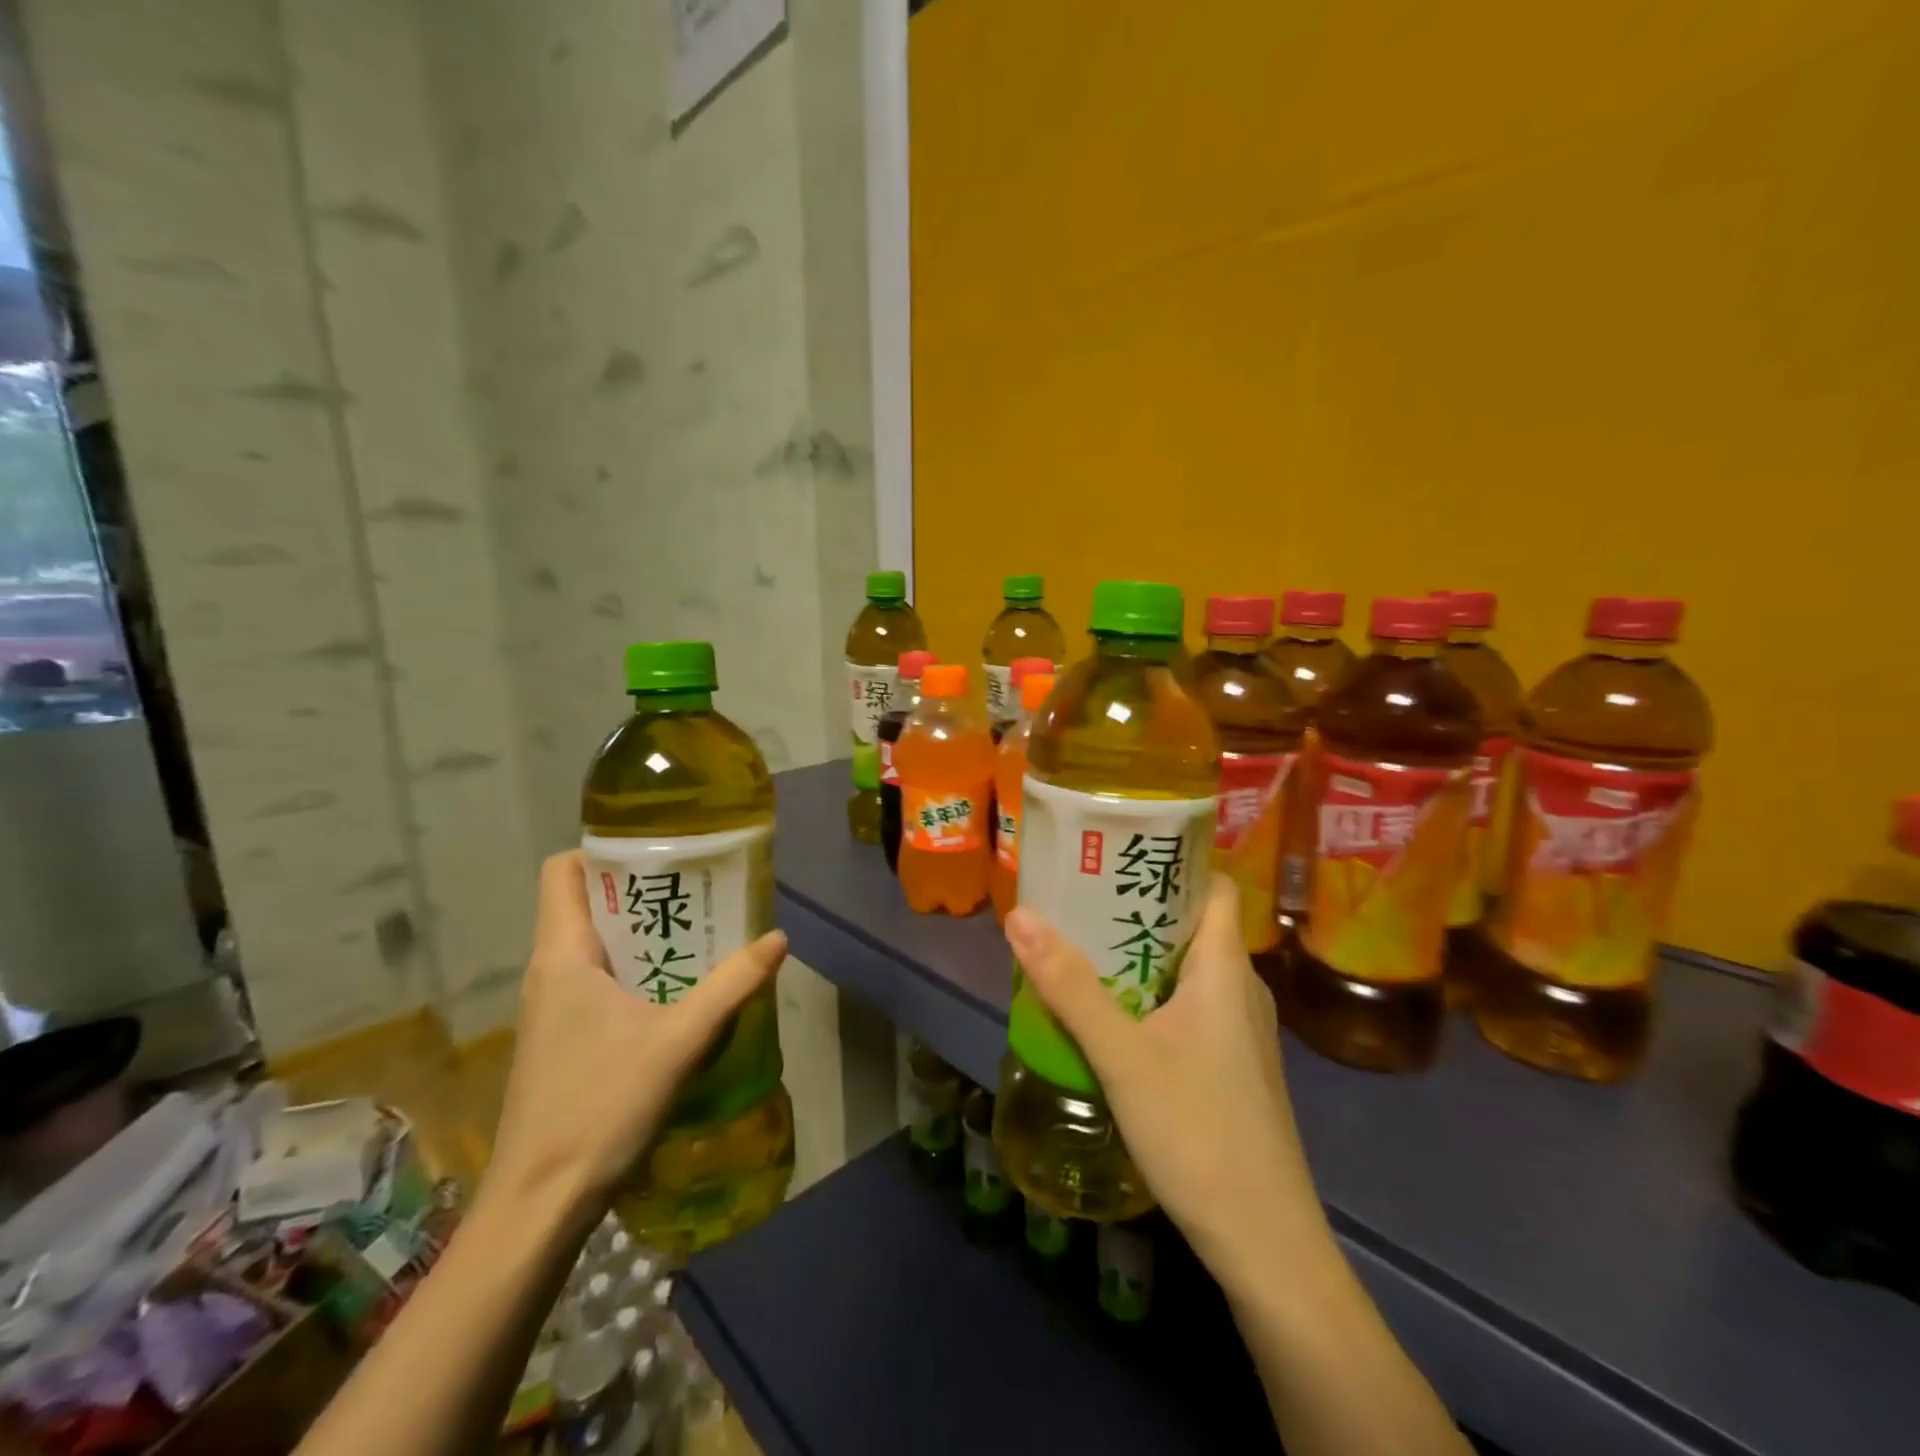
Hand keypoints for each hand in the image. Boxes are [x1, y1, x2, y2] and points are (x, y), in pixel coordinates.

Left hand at [484, 851, 787, 1219]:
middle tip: (699, 887)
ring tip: (699, 931)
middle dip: (641, 890)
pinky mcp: (562, 1039)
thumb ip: (731, 986)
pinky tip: (677, 991)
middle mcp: (550, 972)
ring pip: (595, 945)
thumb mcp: (678, 1041)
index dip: (603, 850)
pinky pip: (598, 981)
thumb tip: (778, 940)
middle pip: (587, 903)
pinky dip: (636, 970)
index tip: (658, 849)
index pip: (563, 871)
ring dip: (643, 933)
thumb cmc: (599, 1108)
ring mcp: (552, 1008)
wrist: (538, 1205)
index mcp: (563, 956)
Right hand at [1005, 875, 1326, 1278]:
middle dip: (1138, 908)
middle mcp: (1241, 990)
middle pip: (1193, 925)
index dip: (1175, 861)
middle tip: (1080, 898)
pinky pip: (1189, 1008)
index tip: (1119, 852)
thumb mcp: (1123, 1056)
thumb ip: (1069, 986)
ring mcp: (1240, 1034)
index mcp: (1226, 969)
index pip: (1214, 886)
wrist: (1265, 1243)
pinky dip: (1151, 996)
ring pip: (1188, 970)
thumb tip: (1020, 915)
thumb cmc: (1199, 1133)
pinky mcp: (1232, 1069)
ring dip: (1140, 955)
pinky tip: (1112, 1017)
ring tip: (1083, 948)